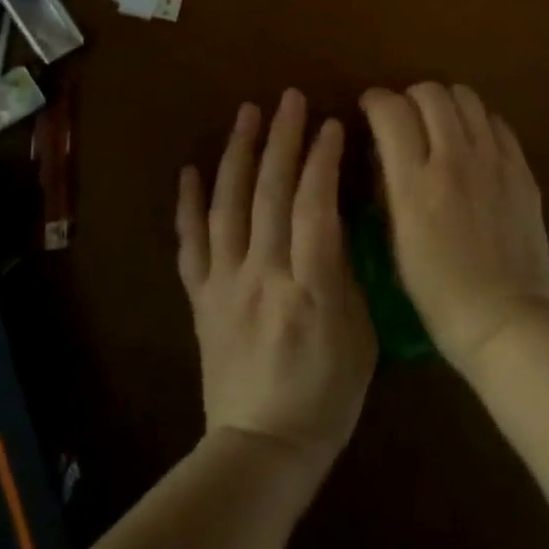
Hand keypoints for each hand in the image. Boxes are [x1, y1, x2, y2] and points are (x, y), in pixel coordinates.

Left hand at [177, 90, 376, 480]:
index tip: (332, 124)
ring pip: (227, 206)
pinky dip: (188, 205)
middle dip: (282, 140)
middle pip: (270, 194)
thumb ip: (346, 273)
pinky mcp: (200, 298)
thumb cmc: (327, 396)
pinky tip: (190, 170)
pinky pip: (189, 245)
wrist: (261, 449)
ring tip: (247, 113)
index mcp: (309, 287)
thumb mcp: (360, 335)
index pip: (315, 207)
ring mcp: (224, 284)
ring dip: (238, 154)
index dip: (323, 161)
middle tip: (291, 99)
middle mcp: (261, 275)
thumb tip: (338, 218)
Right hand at [360, 83, 548, 376]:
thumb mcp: (396, 242)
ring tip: (440, 125)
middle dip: (410, 97)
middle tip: (406, 118)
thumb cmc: (439, 294)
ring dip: (445, 103)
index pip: (391, 111)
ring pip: (466, 97)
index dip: (375, 101)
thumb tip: (385, 152)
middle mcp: (454, 159)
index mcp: (415, 184)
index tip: (370, 108)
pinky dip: (478, 122)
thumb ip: (389, 187)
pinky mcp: (521, 169)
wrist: (507, 318)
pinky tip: (474, 144)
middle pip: (430, 93)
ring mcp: (493, 161)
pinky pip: (497, 122)